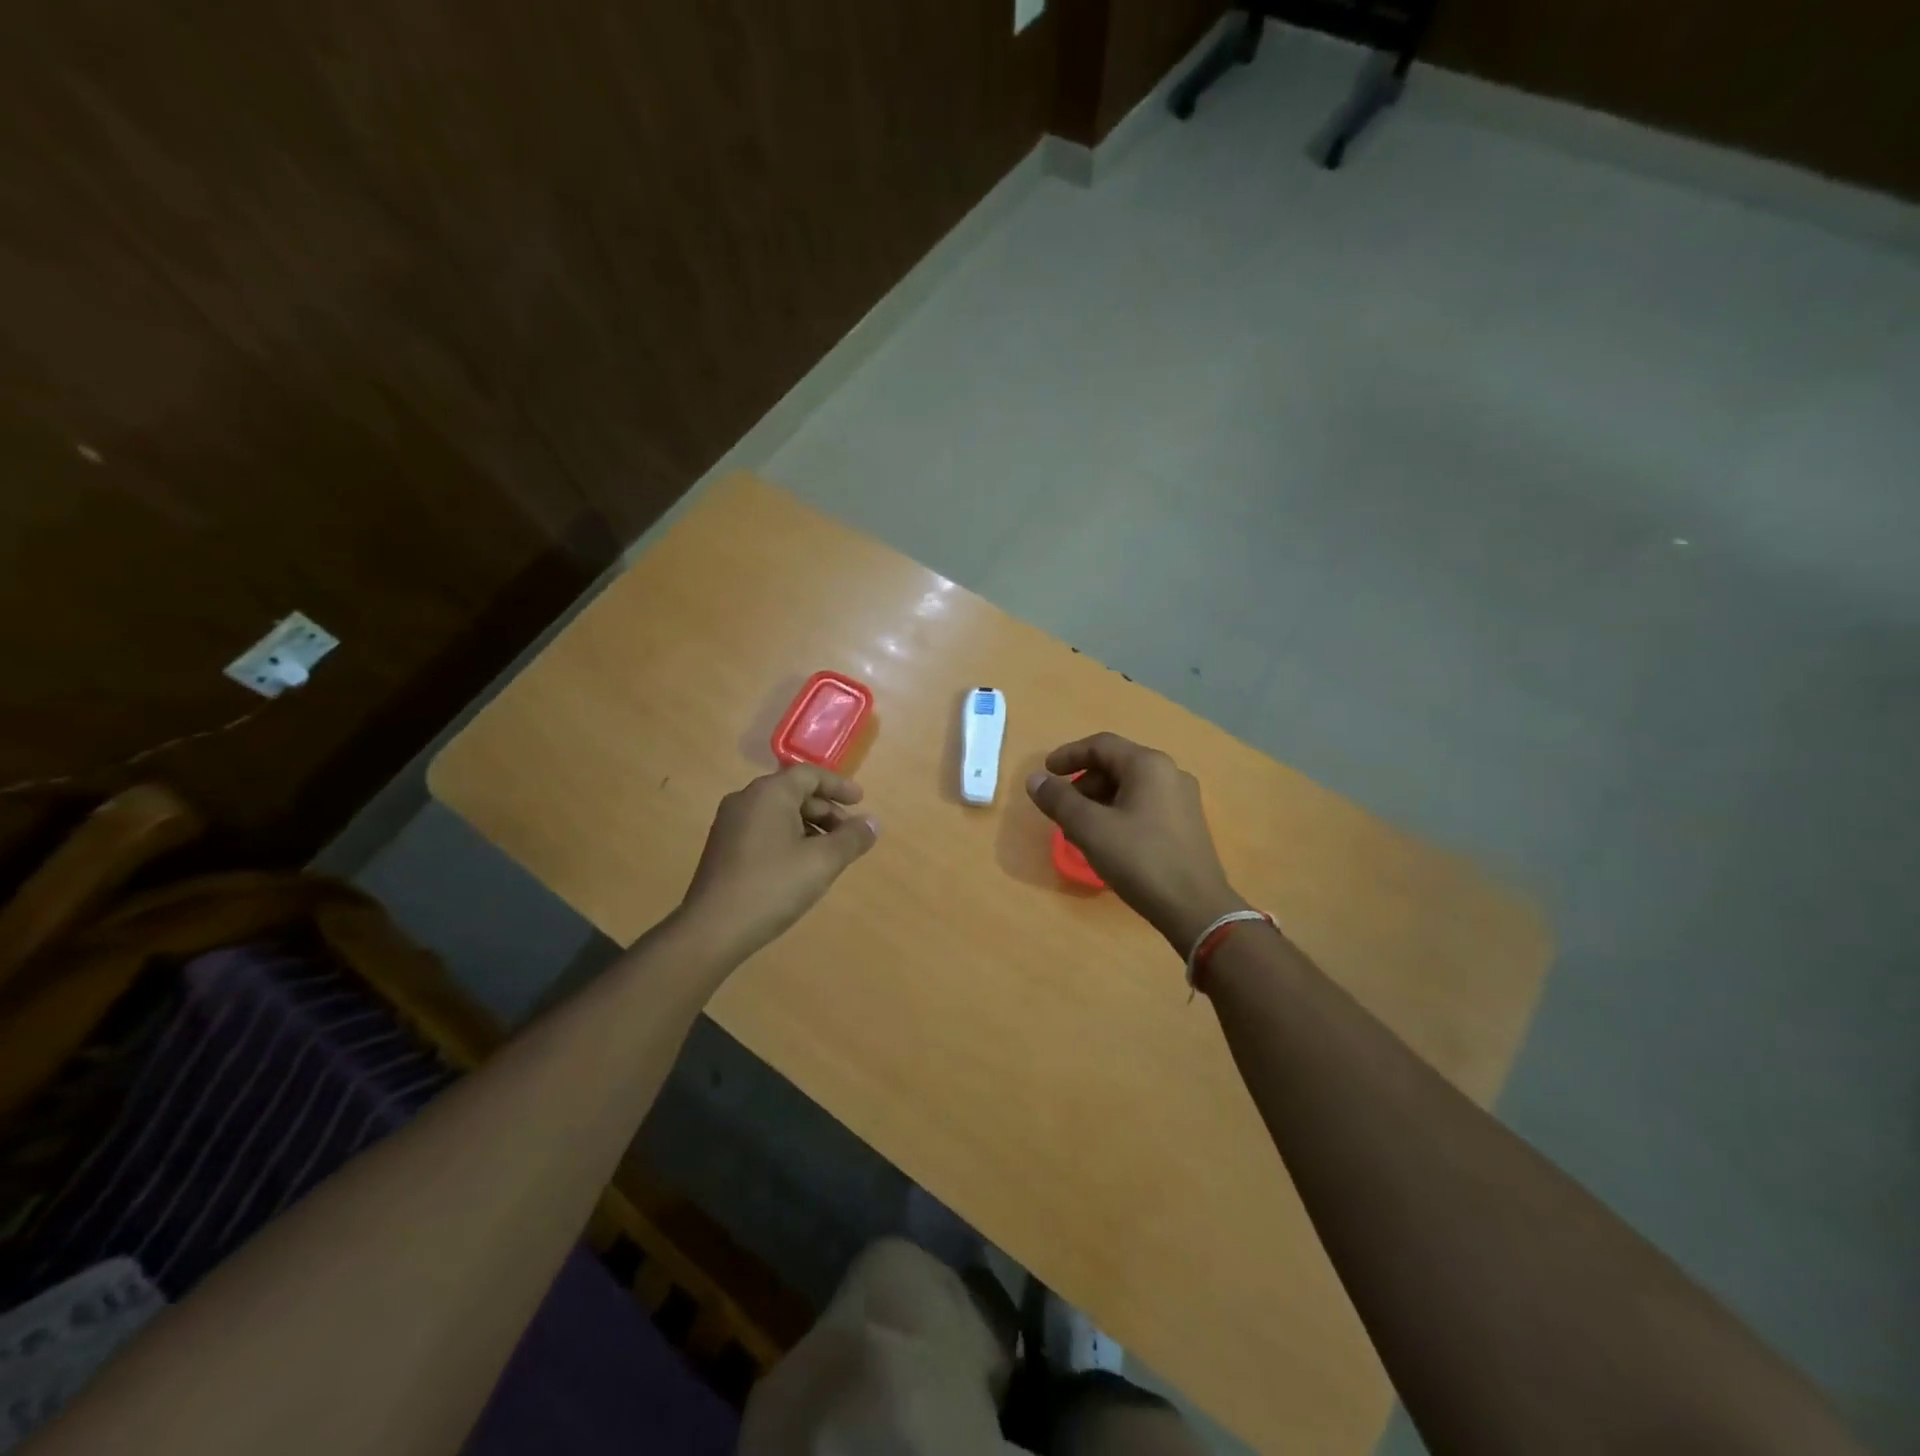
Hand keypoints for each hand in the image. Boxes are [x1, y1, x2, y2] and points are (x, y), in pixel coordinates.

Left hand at [677, 765, 879, 965]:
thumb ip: (852, 838)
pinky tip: (801, 866)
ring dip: (809, 827)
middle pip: (793, 793)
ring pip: (779, 813)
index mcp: (769, 793)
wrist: (712, 929)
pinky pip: (764, 830)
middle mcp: (746, 800)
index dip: (839, 786)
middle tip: (849, 833)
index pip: (810, 775)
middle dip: (826, 811)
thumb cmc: (773, 886)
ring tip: (829, 854)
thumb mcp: (823, 861)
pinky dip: (788, 838)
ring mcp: (729, 824)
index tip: (861, 801)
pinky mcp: (723, 848)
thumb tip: (872, 823)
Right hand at [1026, 733, 1246, 953]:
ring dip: (1099, 801)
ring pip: (1130, 787)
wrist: (1196, 908)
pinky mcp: (1186, 824)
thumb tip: (1035, 779)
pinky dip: (1118, 812)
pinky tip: (1107, 841)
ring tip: (1080, 830)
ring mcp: (1182, 799)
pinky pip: (1144, 805)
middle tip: (1062, 810)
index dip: (1068, 755)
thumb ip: (1059, 800)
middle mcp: (1170, 773)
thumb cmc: (1140, 860)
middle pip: (1116, 764)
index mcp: (1148, 765)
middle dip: (1083, 783)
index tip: (1046, 773)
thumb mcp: (1090, 828)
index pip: (1101, 745)